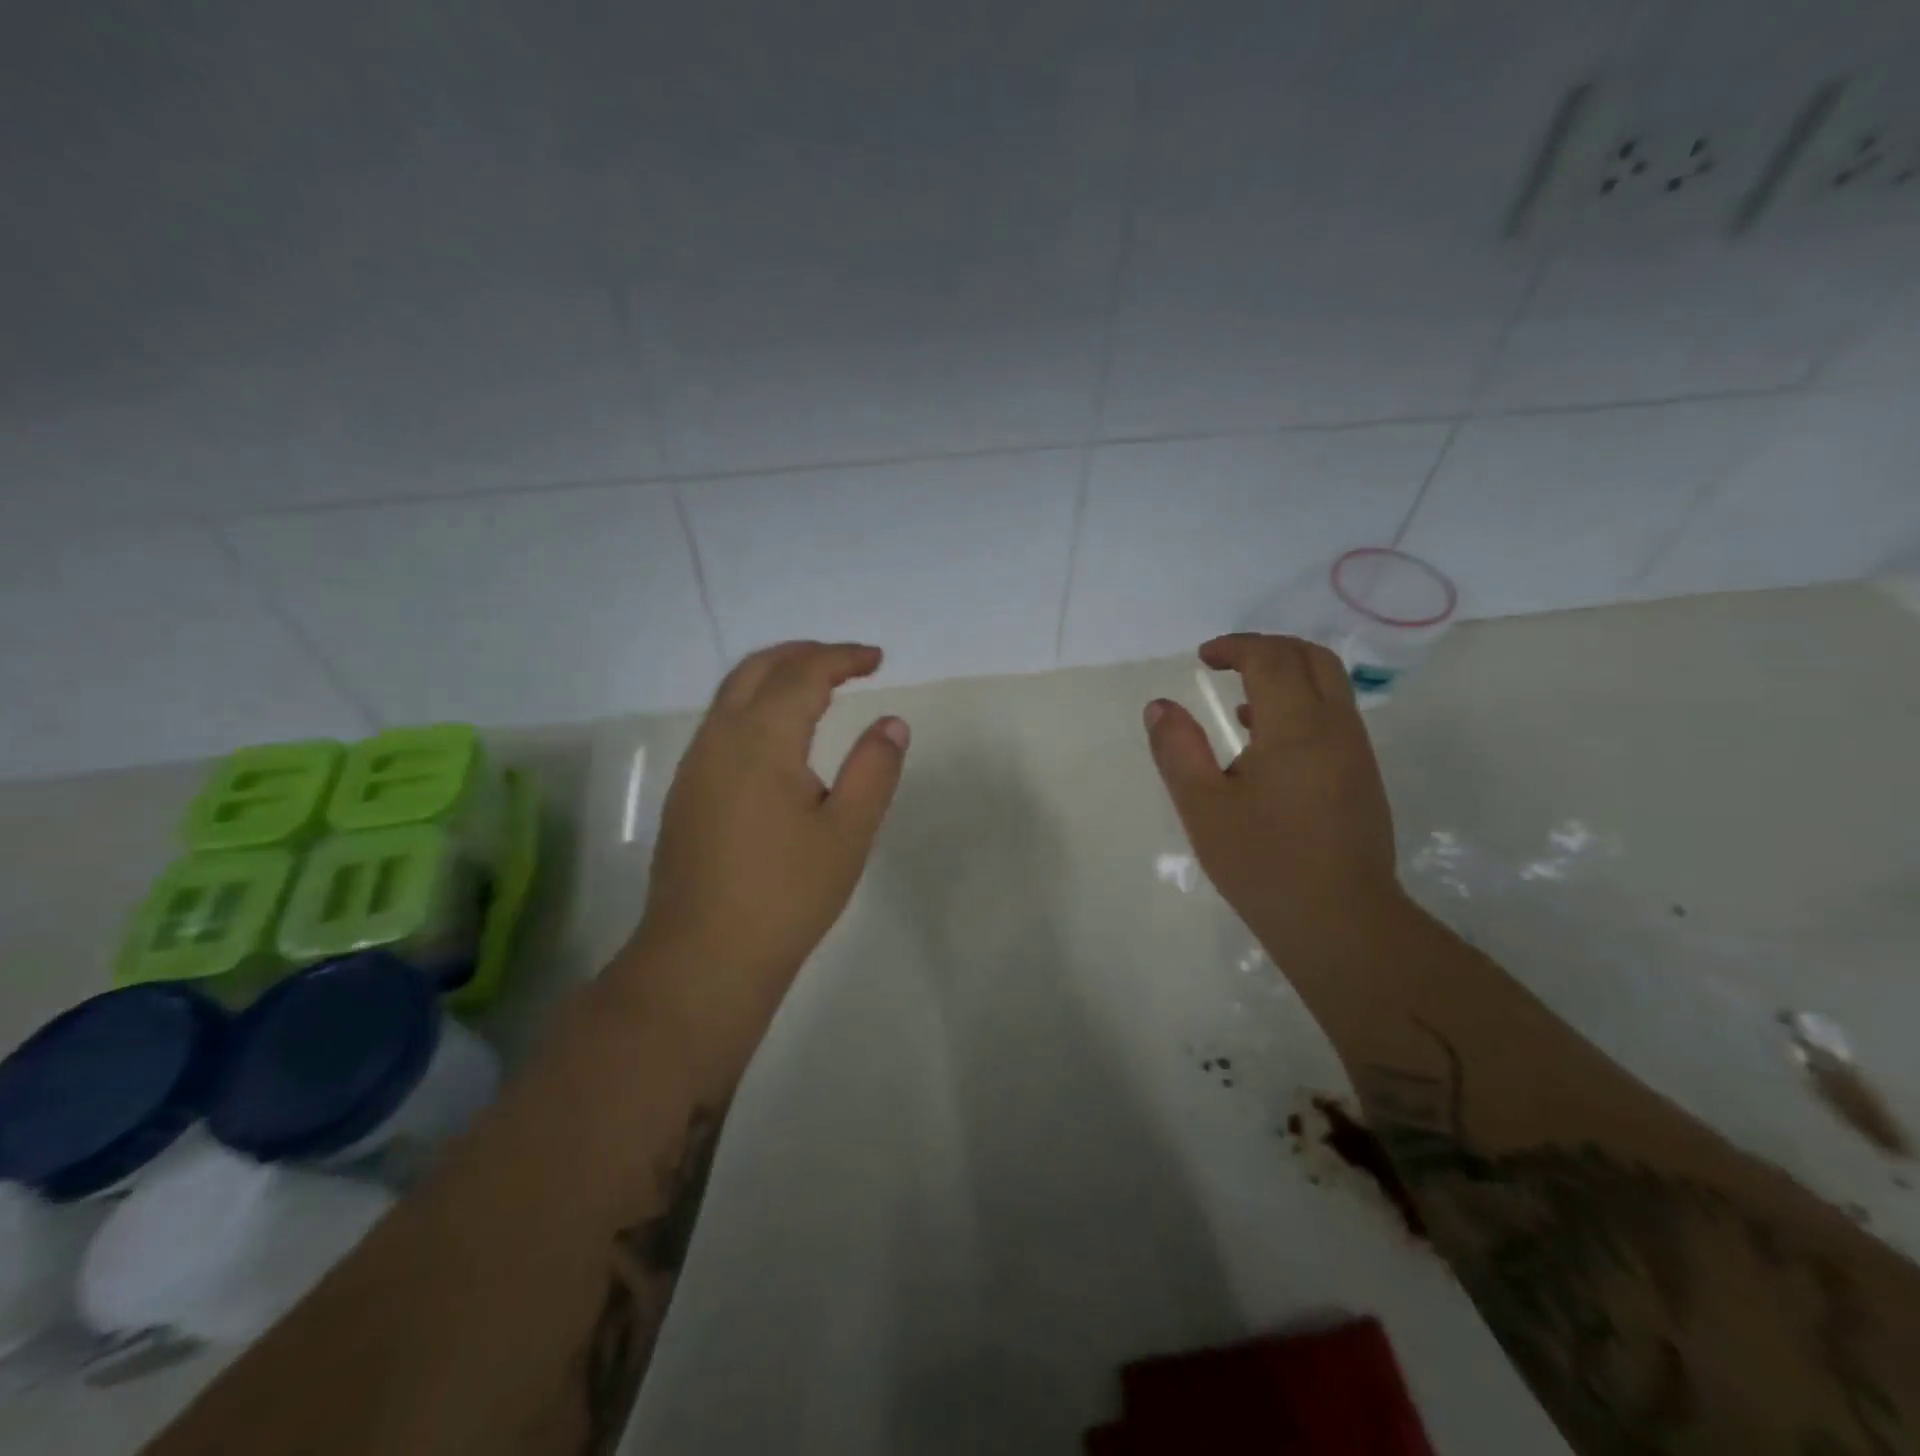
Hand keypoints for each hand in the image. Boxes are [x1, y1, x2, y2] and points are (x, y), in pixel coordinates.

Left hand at [620, 641, 908, 1040]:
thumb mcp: (848, 832)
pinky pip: (720, 724)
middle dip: (803, 654)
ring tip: (817, 689)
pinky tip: (778, 738)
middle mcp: (719, 739)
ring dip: (775, 677)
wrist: (704, 958)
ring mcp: (694, 766)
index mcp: (761, 741)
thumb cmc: (786, 895)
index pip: (803, 674)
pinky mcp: (685, 793)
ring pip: (732, 695)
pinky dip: (754, 706)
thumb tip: (891, 723)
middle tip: (846, 663)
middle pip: (757, 669)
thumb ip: (874, 769)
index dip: (842, 658)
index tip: (877, 660)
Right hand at [1143, 634, 1404, 955]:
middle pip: (1311, 658)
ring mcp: (1356, 752)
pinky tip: (1267, 741)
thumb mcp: (1202, 807)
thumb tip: (1159, 706)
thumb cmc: (1262, 863)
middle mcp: (1336, 728)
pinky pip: (1335, 715)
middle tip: (1226, 663)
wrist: (1340, 922)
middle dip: (1267, 648)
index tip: (1203, 658)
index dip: (1235, 647)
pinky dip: (1302, 703)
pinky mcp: (1363, 776)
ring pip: (1330, 685)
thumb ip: (1177, 750)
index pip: (1271, 659)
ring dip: (1287, 675)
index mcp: (1296, 729)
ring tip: (1241, 699)